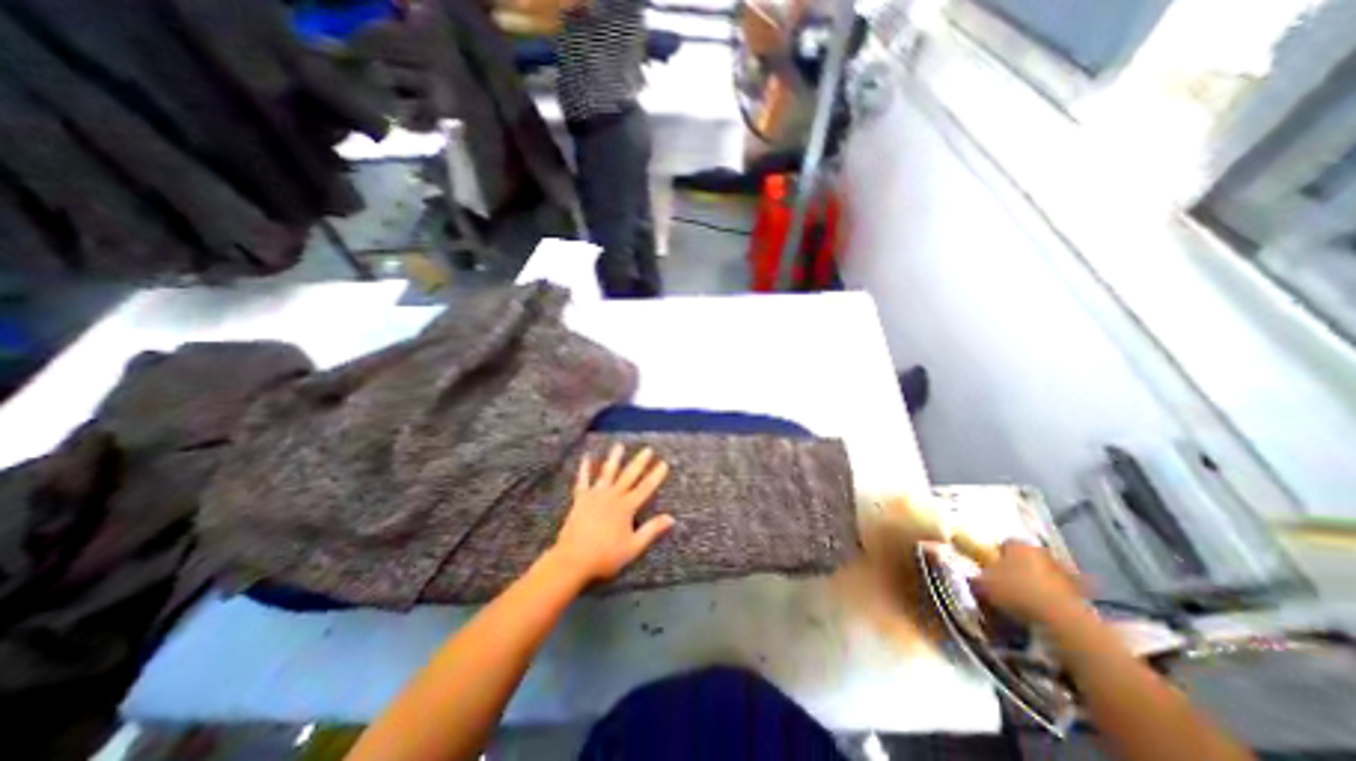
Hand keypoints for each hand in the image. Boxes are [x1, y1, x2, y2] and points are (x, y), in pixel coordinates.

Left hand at [547, 444, 673, 585]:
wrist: (573, 559)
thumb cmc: (605, 556)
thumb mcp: (633, 547)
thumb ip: (652, 530)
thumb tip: (671, 518)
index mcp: (626, 507)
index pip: (645, 488)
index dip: (656, 475)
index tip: (664, 463)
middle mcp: (613, 496)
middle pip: (629, 475)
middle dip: (640, 462)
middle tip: (647, 449)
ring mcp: (595, 495)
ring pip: (607, 473)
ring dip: (614, 458)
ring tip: (619, 445)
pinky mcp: (580, 499)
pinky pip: (583, 480)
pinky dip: (585, 469)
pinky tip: (586, 457)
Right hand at [975, 544, 1087, 625]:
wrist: (1062, 620)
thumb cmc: (1016, 592)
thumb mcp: (983, 584)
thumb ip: (977, 577)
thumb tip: (974, 576)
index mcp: (1017, 545)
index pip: (1004, 544)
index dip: (995, 555)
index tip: (990, 568)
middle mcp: (1041, 552)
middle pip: (1026, 557)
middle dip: (1018, 567)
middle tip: (1008, 582)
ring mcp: (1064, 573)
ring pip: (1044, 574)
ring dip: (1037, 583)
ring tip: (1026, 600)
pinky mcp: (1080, 594)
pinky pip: (1059, 592)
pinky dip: (1052, 599)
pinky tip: (1043, 610)